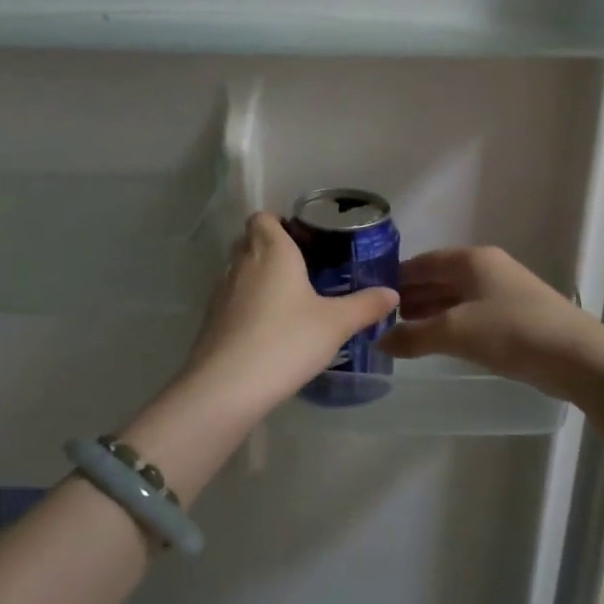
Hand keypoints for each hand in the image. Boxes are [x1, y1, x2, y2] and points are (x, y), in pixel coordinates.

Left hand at [172, 212, 399, 423]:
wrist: (228, 385)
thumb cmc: (286, 340)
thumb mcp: (335, 324)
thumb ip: (365, 305)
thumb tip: (392, 293)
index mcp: (271, 251)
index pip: (263, 218)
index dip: (279, 223)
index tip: (303, 240)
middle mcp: (241, 263)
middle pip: (250, 241)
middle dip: (272, 249)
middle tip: (303, 269)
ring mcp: (221, 291)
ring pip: (239, 271)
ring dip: (259, 278)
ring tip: (290, 301)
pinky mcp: (211, 319)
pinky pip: (232, 300)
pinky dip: (248, 305)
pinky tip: (269, 329)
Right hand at [378, 246, 603, 401]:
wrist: (578, 357)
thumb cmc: (512, 332)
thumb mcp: (455, 332)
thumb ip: (413, 336)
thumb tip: (380, 341)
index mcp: (471, 260)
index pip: (422, 262)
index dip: (395, 278)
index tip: (371, 297)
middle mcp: (486, 268)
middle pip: (438, 278)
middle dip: (411, 296)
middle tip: (382, 319)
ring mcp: (503, 291)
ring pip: (455, 297)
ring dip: (429, 312)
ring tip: (403, 332)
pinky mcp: (515, 315)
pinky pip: (471, 313)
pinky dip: (450, 323)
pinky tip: (437, 341)